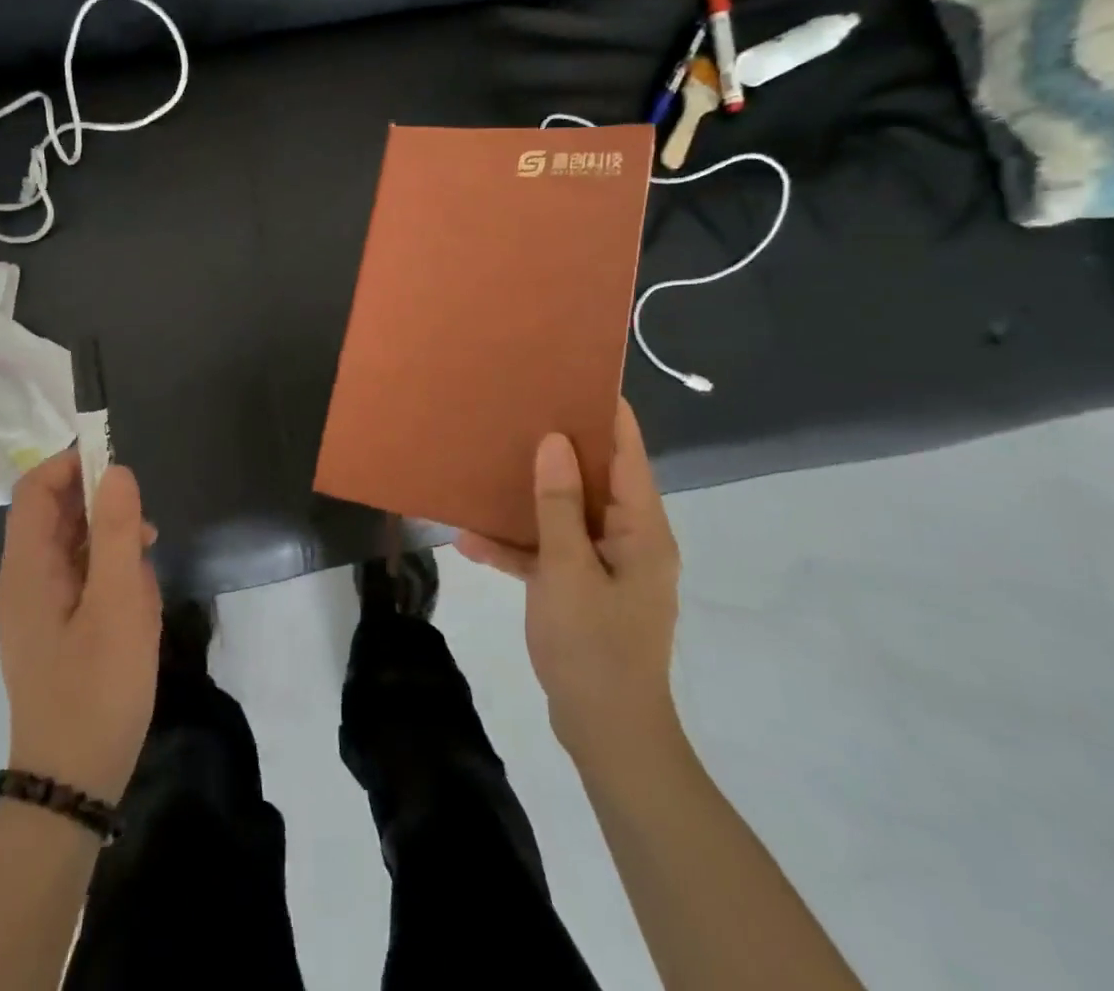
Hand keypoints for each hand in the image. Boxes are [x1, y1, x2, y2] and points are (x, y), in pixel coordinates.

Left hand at [0, 451, 162, 803]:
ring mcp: (39, 605)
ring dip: (112, 540)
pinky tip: (138, 596)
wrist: (74, 782)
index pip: (36, 488)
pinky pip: (81, 576)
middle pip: (55, 513)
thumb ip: (118, 531)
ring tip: (147, 565)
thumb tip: (116, 470)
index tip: (120, 467)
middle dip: (101, 505)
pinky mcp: (56, 626)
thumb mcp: (120, 603)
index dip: (73, 464)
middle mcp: (25, 579)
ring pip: (73, 544)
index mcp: (28, 567)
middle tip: (144, 525)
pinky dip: (110, 571)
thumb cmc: (97, 688)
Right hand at [456, 397, 682, 770]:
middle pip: (595, 478)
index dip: (606, 412)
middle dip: (557, 446)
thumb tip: (554, 441)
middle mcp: (629, 538)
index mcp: (642, 528)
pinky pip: (552, 552)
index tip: (571, 376)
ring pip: (568, 513)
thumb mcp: (568, 571)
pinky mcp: (583, 588)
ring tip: (489, 463)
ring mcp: (606, 565)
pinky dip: (521, 546)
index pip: (629, 452)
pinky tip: (471, 540)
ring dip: (530, 498)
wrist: (607, 736)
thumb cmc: (594, 648)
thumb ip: (560, 505)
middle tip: (517, 411)